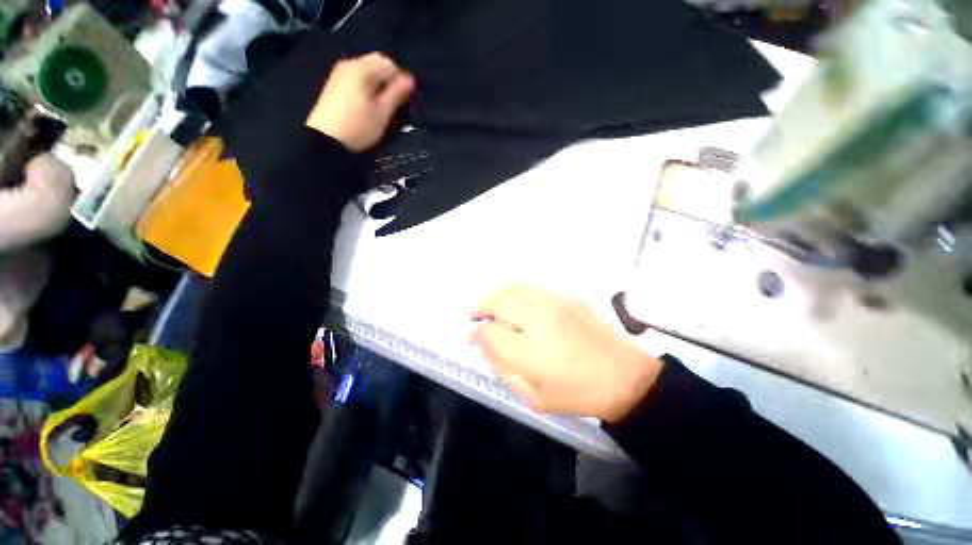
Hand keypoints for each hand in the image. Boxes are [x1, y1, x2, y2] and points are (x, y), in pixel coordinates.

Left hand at [306, 52, 414, 151]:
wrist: (327, 139)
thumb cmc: (359, 128)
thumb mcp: (382, 113)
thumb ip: (397, 94)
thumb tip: (410, 80)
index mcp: (363, 69)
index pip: (390, 64)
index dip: (400, 80)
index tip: (403, 99)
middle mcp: (350, 64)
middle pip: (377, 63)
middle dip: (388, 80)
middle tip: (392, 102)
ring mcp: (340, 72)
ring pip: (367, 70)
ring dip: (377, 83)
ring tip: (380, 105)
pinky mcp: (334, 83)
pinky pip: (356, 76)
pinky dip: (365, 85)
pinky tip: (366, 103)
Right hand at [470, 283, 662, 422]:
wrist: (625, 378)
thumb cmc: (579, 395)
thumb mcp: (535, 398)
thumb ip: (505, 372)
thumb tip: (487, 349)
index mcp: (530, 352)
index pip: (489, 333)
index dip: (476, 334)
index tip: (473, 336)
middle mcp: (539, 321)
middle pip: (498, 301)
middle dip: (480, 307)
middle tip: (476, 315)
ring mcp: (555, 305)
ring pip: (515, 287)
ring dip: (498, 294)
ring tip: (494, 305)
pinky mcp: (568, 298)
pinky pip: (534, 287)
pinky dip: (518, 292)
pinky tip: (519, 303)